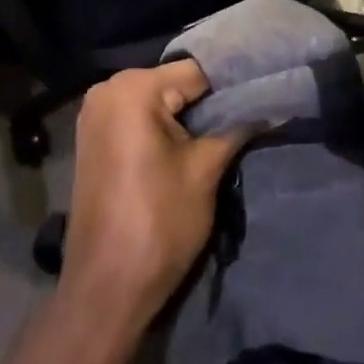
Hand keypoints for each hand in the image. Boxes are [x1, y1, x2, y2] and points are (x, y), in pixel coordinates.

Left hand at [61, 61, 250, 327]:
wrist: (104, 292)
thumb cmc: (158, 224)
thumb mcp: (205, 170)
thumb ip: (235, 128)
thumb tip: (269, 105)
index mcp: (133, 88)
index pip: (197, 71)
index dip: (231, 86)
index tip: (261, 98)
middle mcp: (108, 89)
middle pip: (175, 83)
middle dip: (208, 102)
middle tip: (245, 118)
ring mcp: (96, 113)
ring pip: (158, 100)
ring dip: (187, 116)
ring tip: (224, 132)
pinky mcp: (94, 138)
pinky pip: (139, 118)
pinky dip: (163, 127)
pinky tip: (188, 145)